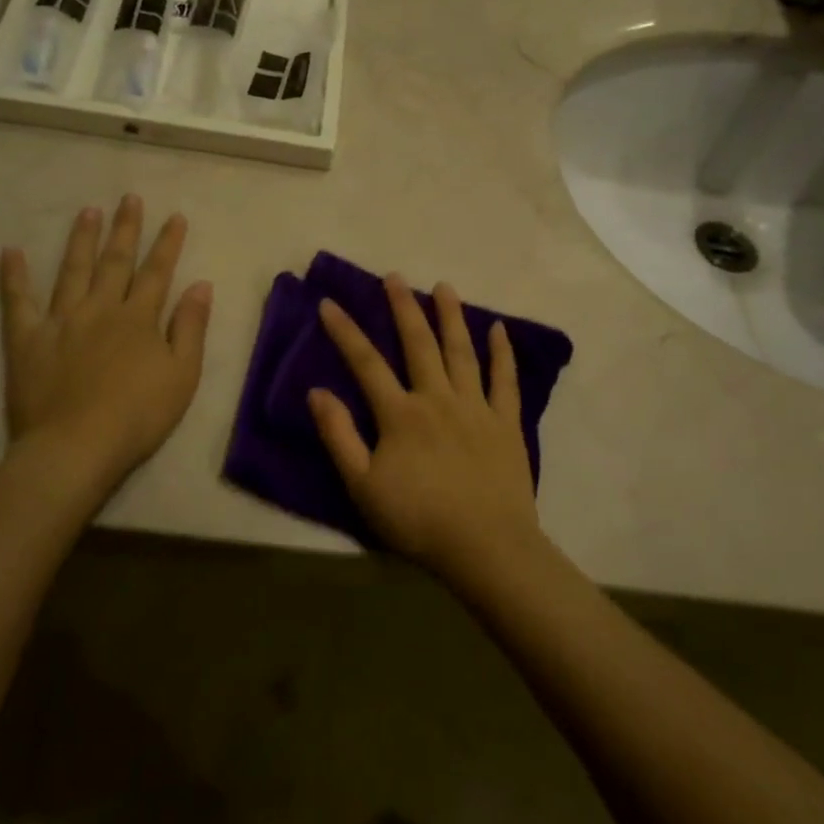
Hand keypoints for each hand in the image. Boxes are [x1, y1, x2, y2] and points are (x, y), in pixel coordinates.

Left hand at [0, 195, 211, 492]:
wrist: (76, 446)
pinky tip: (11, 252)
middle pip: (115, 261)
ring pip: (72, 270)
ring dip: (82, 239)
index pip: (157, 272)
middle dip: (126, 228)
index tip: (175, 216)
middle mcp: (100, 308)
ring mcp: (61, 320)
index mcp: (138, 318)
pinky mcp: (27, 339)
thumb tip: (200, 285)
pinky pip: (18, 301)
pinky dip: (14, 276)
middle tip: (129, 198)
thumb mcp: (182, 375)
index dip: (167, 243)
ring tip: (88, 212)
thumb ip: (190, 328)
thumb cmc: (138, 416)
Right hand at [308, 275, 540, 575]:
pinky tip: (498, 330)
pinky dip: (501, 353)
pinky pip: (504, 380)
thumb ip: (339, 436)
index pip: (367, 363)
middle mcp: (438, 398)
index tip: (330, 302)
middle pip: (418, 344)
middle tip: (394, 276)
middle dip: (403, 308)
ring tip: (444, 286)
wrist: (486, 546)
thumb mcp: (363, 485)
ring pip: (461, 352)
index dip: (345, 331)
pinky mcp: (506, 423)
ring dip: (451, 317)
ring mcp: (476, 407)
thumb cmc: (418, 519)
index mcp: (401, 414)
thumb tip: (317, 391)